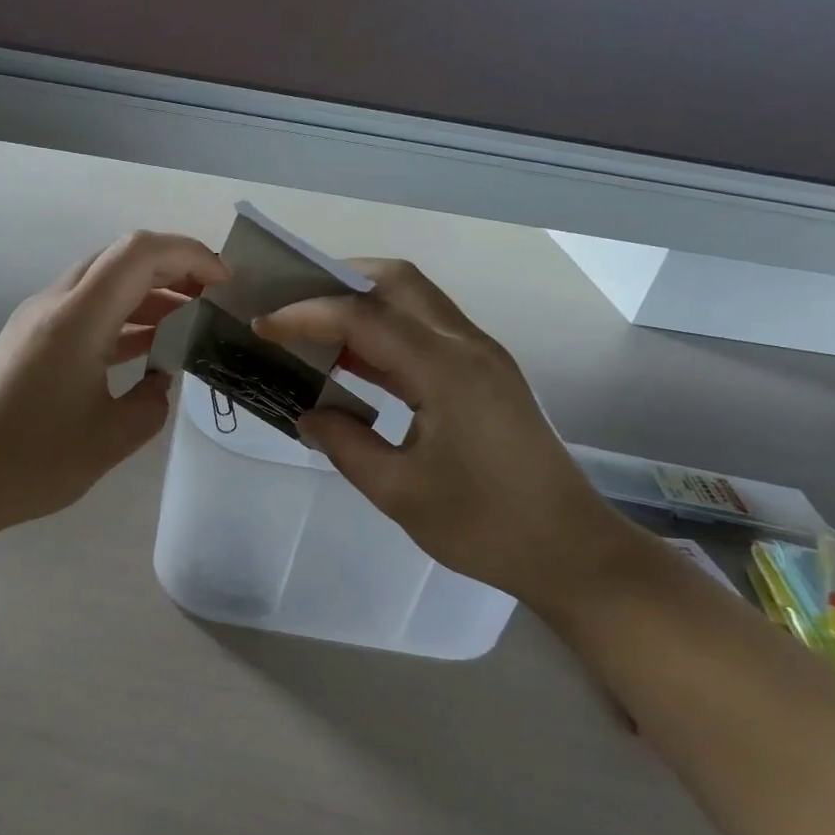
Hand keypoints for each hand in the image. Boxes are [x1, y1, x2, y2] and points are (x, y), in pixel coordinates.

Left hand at [0, 231, 228, 533]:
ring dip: (148, 294)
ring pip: (102, 284)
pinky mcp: (28, 341)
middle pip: (121, 259)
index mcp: (78, 317)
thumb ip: (152, 402)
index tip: (224, 283)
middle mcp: (55, 304)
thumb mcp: (112, 437)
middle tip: (211, 298)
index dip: (190, 255)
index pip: (141, 253)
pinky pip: (85, 311)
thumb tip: (157, 381)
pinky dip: (121, 318)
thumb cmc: (34, 461)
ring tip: (189, 321)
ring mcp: (37, 321)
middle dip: (174, 269)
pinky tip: (146, 347)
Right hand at [255, 260, 656, 609]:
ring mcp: (482, 358)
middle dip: (339, 282)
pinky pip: (427, 333)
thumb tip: (307, 415)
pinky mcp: (486, 377)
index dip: (306, 316)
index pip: (364, 317)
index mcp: (447, 369)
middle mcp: (467, 346)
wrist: (572, 552)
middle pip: (398, 282)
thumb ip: (345, 444)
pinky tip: (354, 363)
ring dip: (363, 305)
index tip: (262, 326)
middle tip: (293, 306)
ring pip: (416, 301)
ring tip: (312, 330)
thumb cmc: (486, 527)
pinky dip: (386, 334)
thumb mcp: (400, 492)